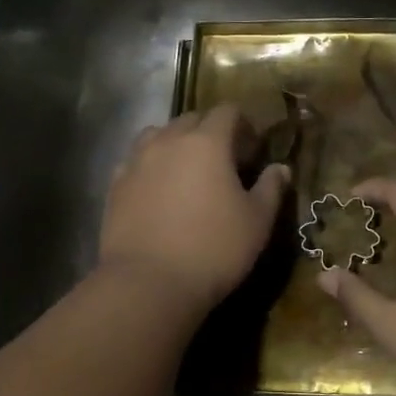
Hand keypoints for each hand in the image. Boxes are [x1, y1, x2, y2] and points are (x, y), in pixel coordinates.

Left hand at [100, 105, 290, 312]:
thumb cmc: (214, 249)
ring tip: (186, 171)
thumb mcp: (257, 222)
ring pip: (158, 135)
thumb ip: (271, 188)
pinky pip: (135, 161)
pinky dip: (150, 165)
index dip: (243, 125)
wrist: (148, 283)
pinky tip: (158, 189)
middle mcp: (169, 141)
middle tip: (224, 162)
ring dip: (176, 143)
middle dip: (210, 131)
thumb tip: (280, 168)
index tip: (253, 150)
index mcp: (207, 142)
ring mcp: (137, 161)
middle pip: (191, 119)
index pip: (227, 111)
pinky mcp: (115, 185)